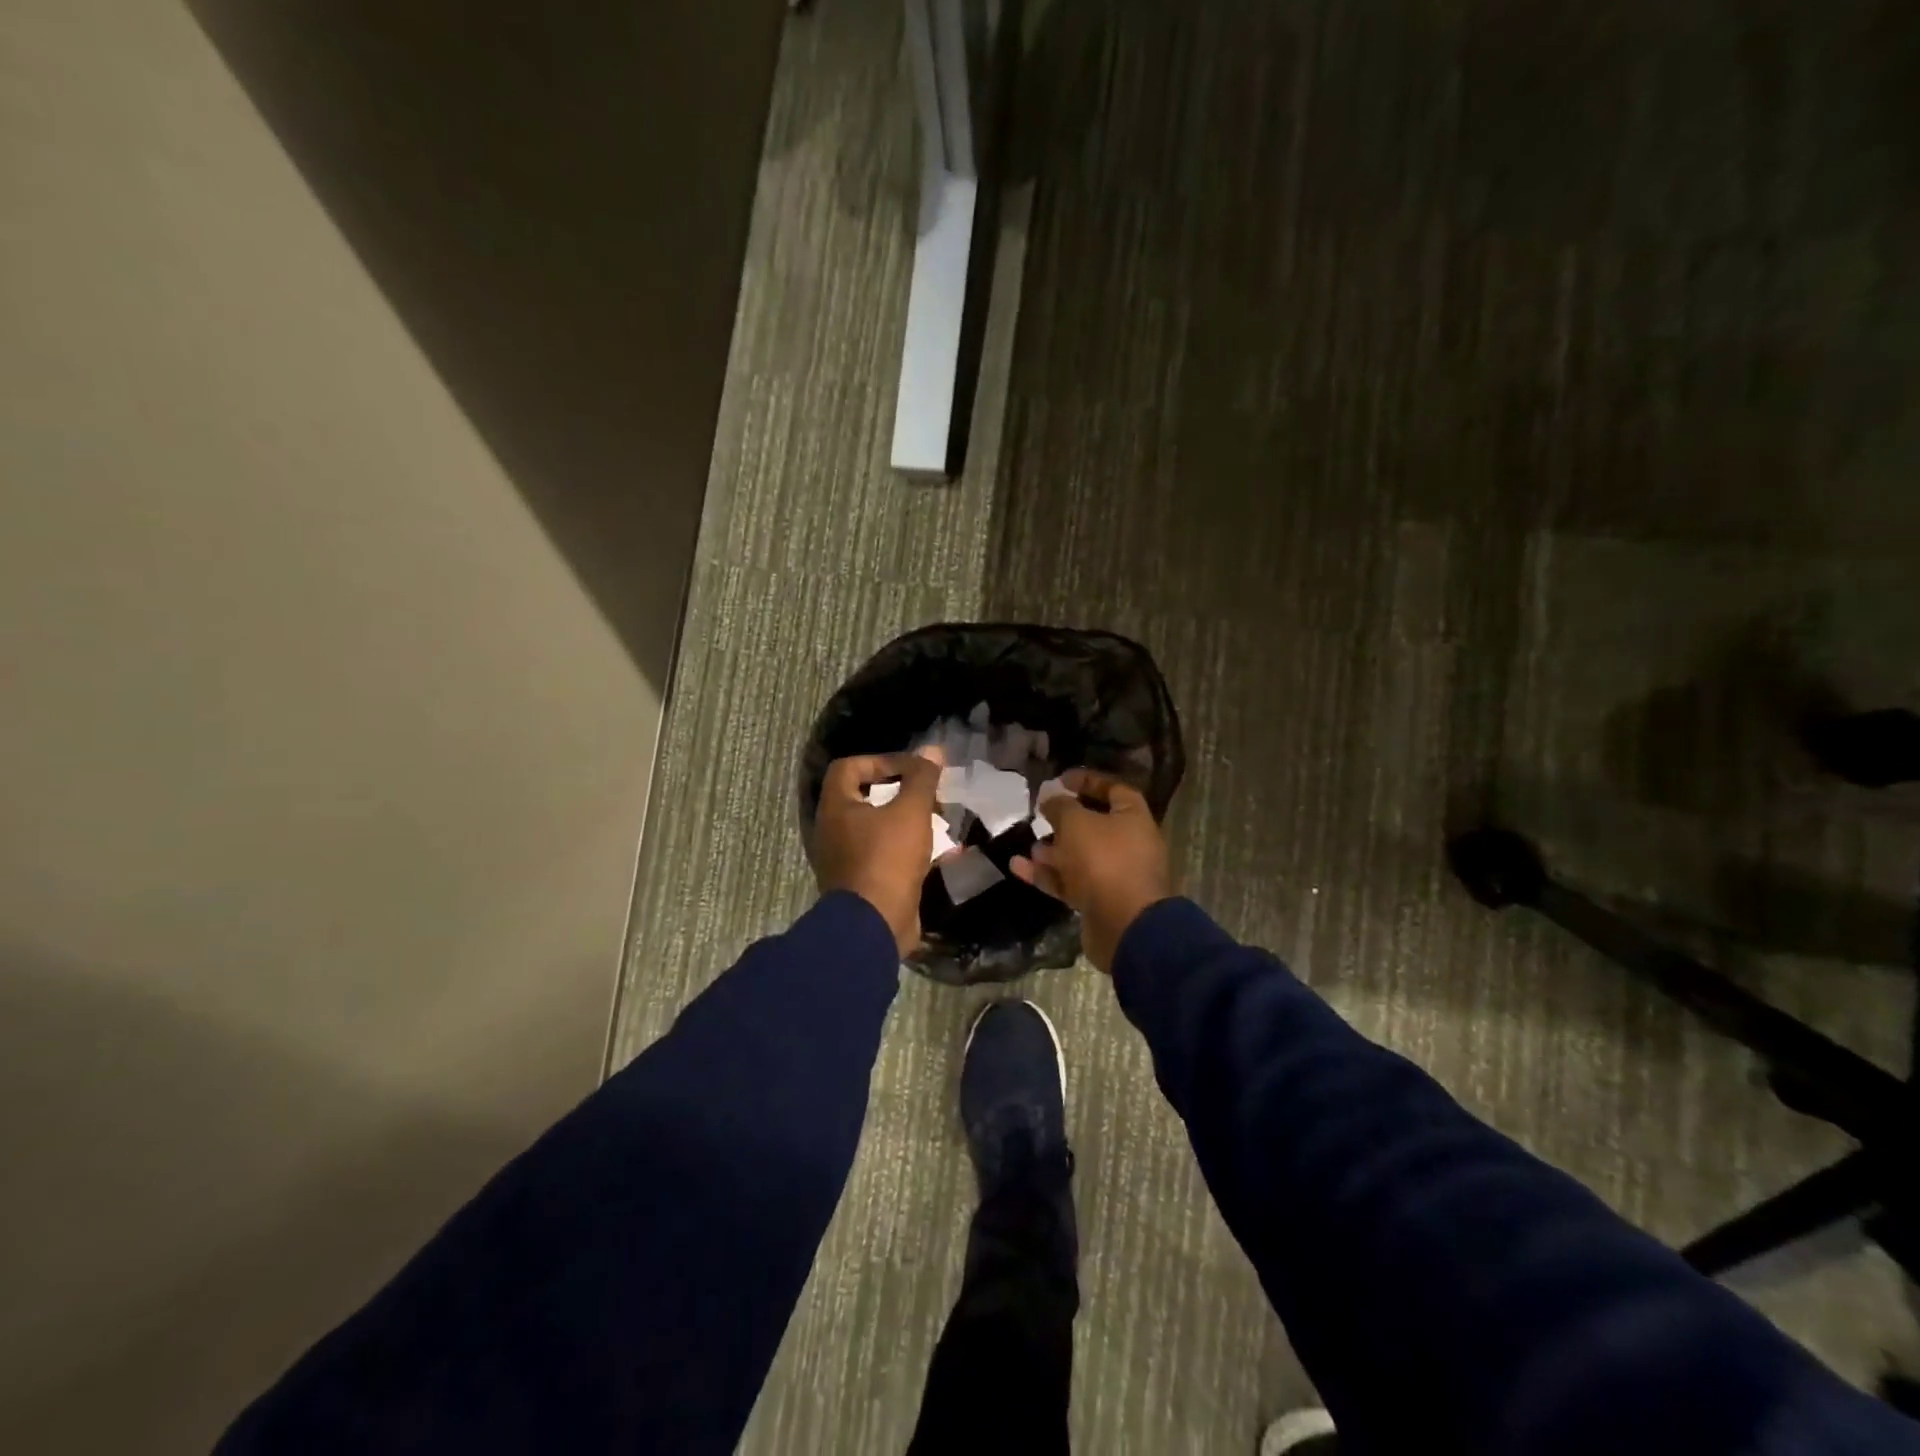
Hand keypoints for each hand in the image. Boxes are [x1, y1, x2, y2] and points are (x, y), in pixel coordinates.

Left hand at [810, 747, 943, 955]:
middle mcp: (833, 830)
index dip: (881, 761)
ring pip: (878, 828)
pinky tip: (937, 854)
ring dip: (907, 822)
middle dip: (901, 793)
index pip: (849, 767)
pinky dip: (907, 849)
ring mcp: (845, 859)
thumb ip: (922, 779)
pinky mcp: (861, 883)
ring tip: (939, 823)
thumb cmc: (888, 859)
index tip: (912, 770)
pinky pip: (884, 855)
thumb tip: (932, 750)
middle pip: (865, 797)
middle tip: (930, 797)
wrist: (874, 925)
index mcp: (836, 807)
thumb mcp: (911, 812)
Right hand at [1012, 769, 1171, 971]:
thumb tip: (1050, 797)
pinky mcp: (1098, 901)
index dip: (1088, 781)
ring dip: (1052, 850)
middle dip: (1065, 820)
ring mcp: (1114, 875)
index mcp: (1133, 818)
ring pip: (1079, 856)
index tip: (1061, 779)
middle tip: (1040, 814)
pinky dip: (1046, 874)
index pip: (1113, 790)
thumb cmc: (1104, 861)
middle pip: (1094, 825)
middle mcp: (1128, 844)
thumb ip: (1061, 806)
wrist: (1124, 925)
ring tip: (1029, 843)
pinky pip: (1069, 881)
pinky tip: (1018, 867)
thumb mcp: (1077, 823)